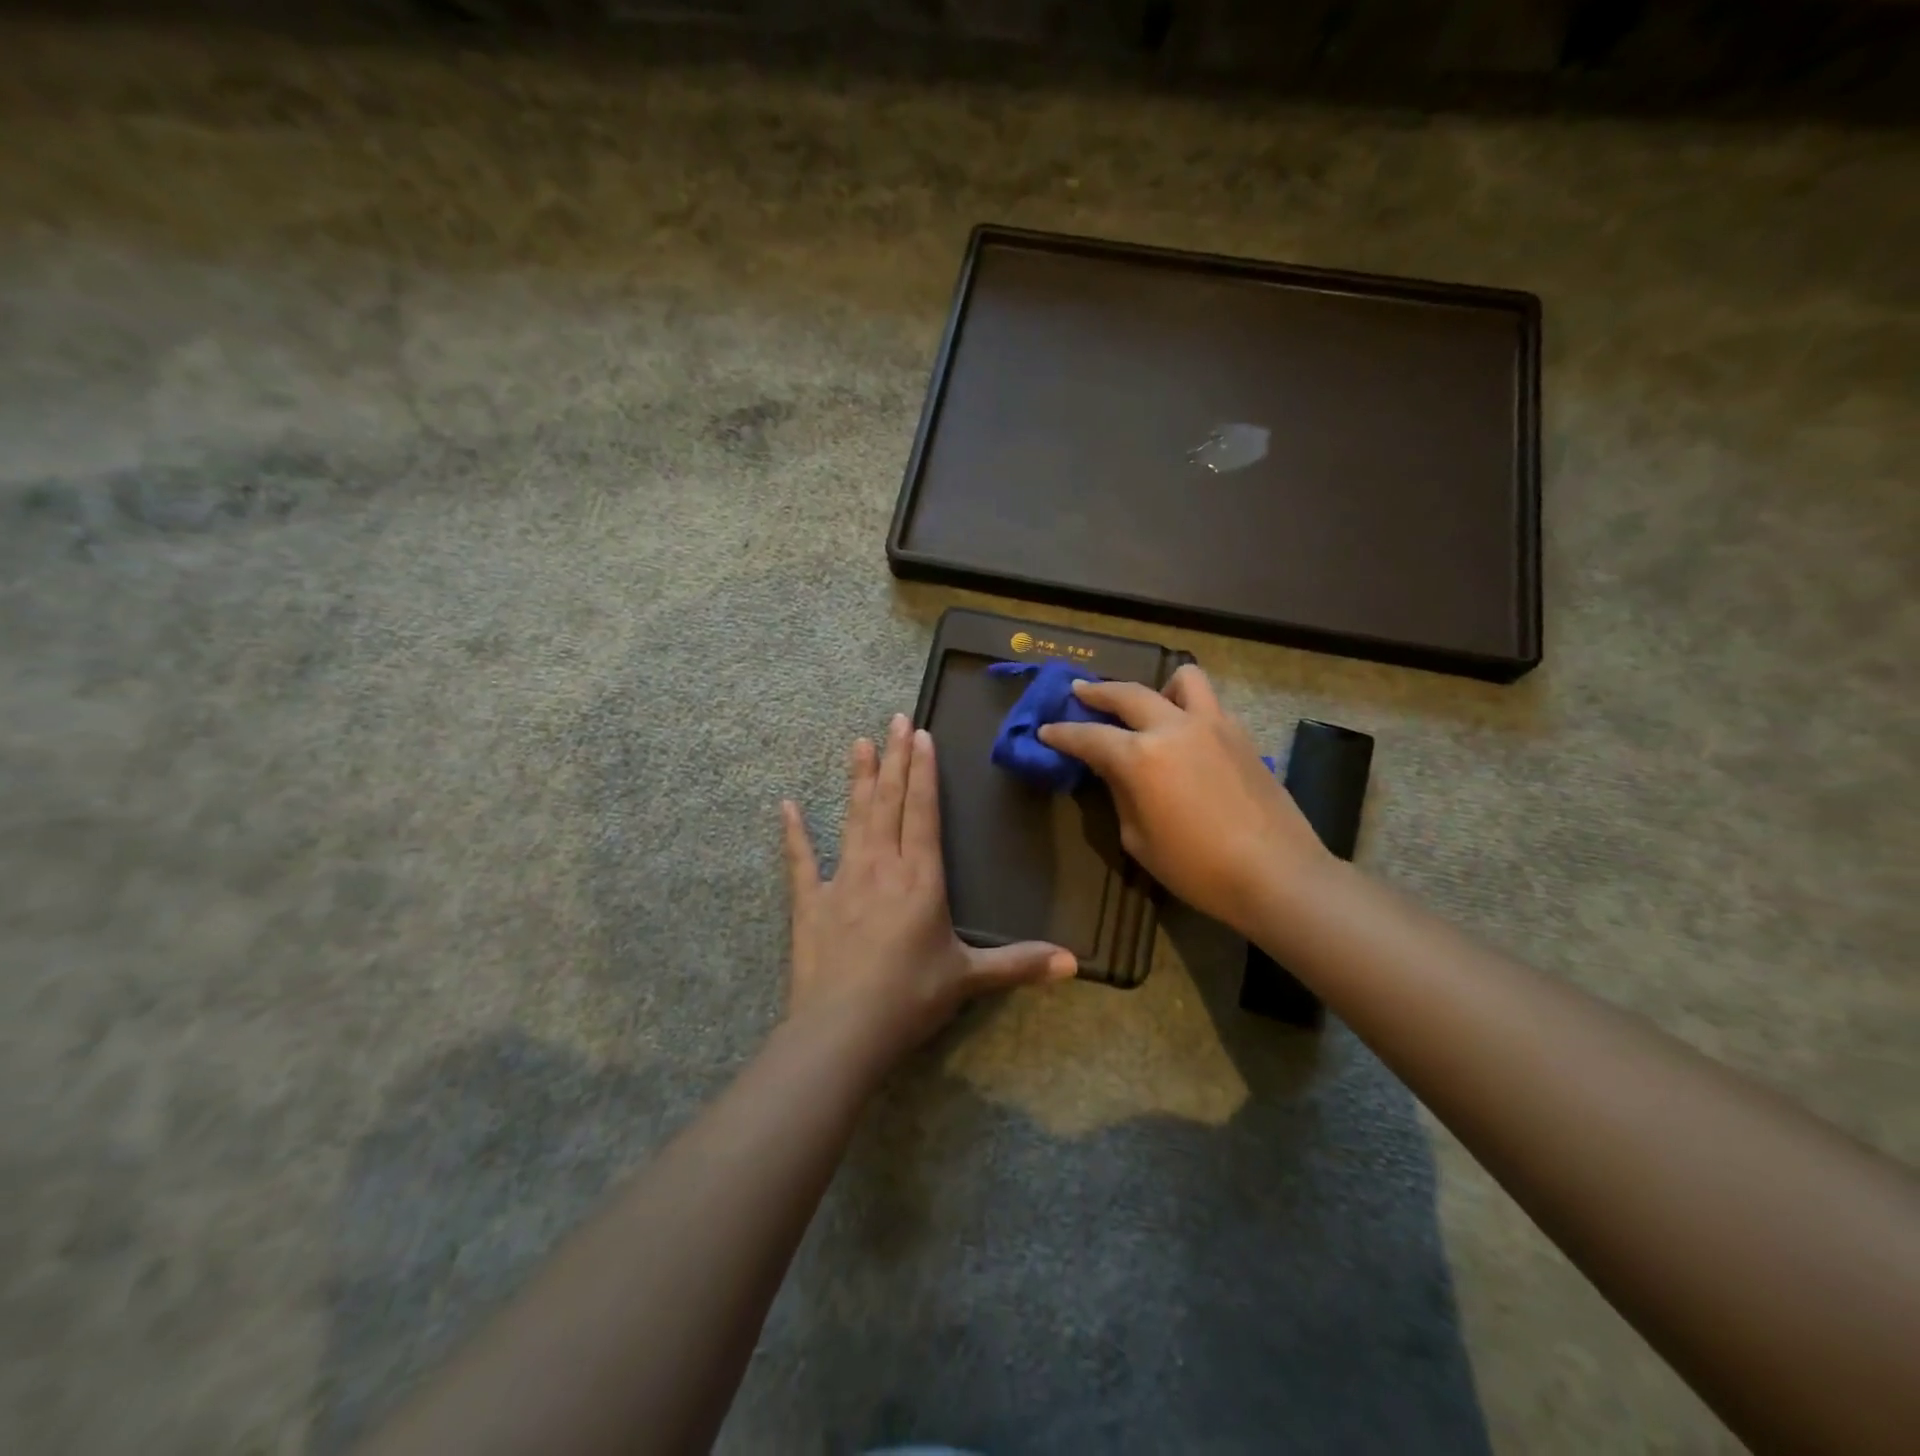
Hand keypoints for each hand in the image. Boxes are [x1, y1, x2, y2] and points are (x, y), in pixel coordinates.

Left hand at [781, 714, 1075, 1067]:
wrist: (843, 1030)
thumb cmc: (911, 998)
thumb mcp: (970, 979)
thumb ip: (1019, 964)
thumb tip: (1075, 964)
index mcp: (920, 878)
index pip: (923, 812)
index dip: (923, 772)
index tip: (921, 736)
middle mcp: (882, 867)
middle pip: (889, 802)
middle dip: (894, 759)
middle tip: (894, 720)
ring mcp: (842, 880)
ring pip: (853, 818)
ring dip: (857, 779)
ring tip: (858, 742)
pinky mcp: (810, 902)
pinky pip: (801, 861)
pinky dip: (794, 833)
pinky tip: (786, 806)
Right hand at [1038, 666, 1330, 936]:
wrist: (1276, 874)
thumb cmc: (1197, 868)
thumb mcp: (1139, 839)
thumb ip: (1121, 794)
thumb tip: (1116, 771)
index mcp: (1141, 757)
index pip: (1090, 736)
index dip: (1062, 734)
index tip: (1046, 730)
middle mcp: (1174, 728)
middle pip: (1128, 693)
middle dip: (1098, 691)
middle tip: (1079, 692)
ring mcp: (1213, 725)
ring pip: (1181, 679)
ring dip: (1157, 686)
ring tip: (1149, 705)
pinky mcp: (1241, 734)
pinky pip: (1209, 704)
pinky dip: (1189, 708)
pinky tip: (1185, 734)